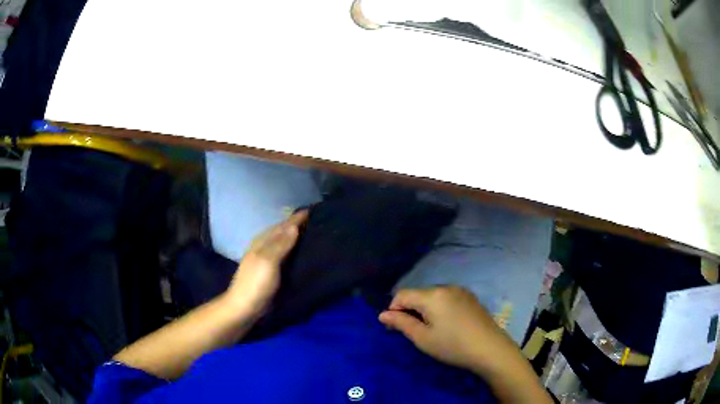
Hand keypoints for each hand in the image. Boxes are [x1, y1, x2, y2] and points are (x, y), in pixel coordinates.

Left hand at [223, 211, 307, 315]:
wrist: (244, 307)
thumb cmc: (256, 283)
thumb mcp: (268, 261)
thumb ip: (281, 244)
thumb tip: (294, 226)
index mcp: (262, 241)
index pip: (282, 225)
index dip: (296, 218)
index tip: (311, 210)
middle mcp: (263, 246)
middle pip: (281, 231)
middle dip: (295, 224)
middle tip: (313, 220)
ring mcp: (265, 259)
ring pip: (281, 241)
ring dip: (293, 236)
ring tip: (309, 232)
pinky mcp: (269, 270)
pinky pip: (282, 253)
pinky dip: (291, 249)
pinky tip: (297, 252)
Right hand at [378, 286, 518, 374]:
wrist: (490, 349)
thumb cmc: (452, 346)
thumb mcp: (422, 338)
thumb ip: (401, 323)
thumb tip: (383, 314)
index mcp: (432, 295)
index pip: (402, 294)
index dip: (393, 310)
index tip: (395, 329)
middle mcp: (446, 287)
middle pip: (418, 294)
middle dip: (410, 310)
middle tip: (414, 332)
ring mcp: (461, 291)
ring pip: (432, 297)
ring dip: (425, 310)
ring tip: (432, 330)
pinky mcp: (471, 298)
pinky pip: (447, 298)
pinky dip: (440, 309)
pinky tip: (448, 325)